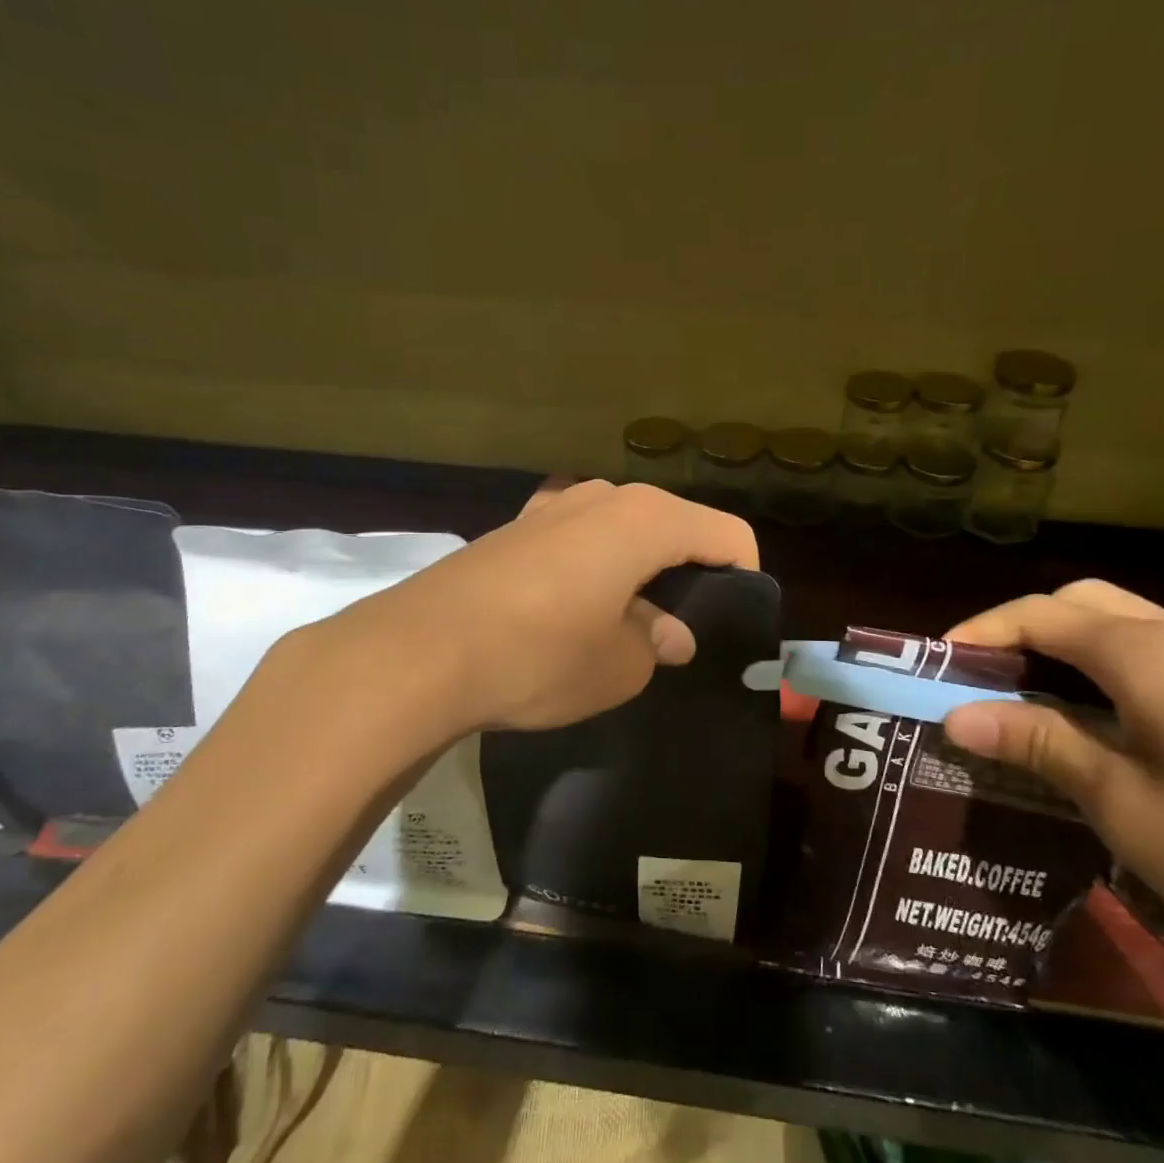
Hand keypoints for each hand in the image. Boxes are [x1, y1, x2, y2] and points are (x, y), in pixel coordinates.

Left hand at [283, 480, 757, 743]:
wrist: (419, 652)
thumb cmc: (540, 655)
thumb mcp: (618, 666)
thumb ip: (656, 642)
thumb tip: (669, 633)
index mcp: (645, 519)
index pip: (727, 534)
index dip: (744, 577)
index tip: (734, 623)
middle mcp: (603, 496)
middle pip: (675, 526)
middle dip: (690, 574)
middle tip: (683, 630)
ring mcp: (554, 506)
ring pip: (624, 532)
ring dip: (640, 571)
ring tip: (630, 625)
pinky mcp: (516, 527)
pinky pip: (579, 541)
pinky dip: (596, 569)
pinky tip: (575, 614)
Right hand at [941, 580, 1163, 988]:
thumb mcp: (1122, 802)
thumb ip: (1039, 742)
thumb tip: (956, 714)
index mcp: (1146, 654)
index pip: (1040, 614)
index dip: (981, 631)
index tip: (938, 665)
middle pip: (1082, 602)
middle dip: (1022, 627)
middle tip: (983, 677)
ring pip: (1122, 624)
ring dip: (1066, 645)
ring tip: (1028, 696)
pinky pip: (1156, 654)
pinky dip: (1107, 666)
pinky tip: (1099, 719)